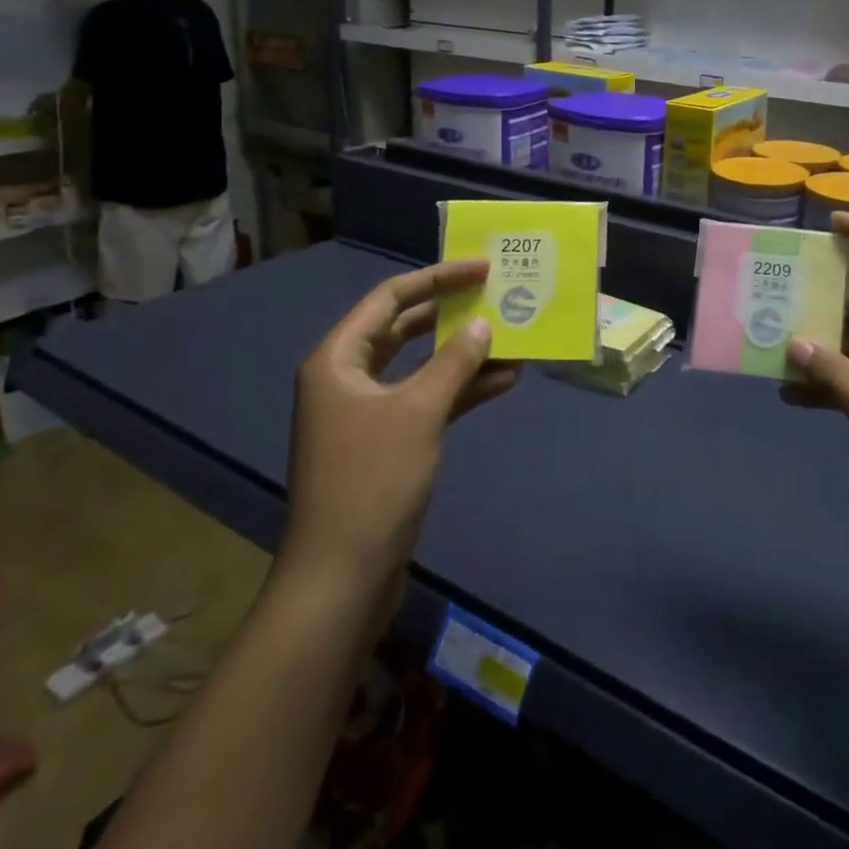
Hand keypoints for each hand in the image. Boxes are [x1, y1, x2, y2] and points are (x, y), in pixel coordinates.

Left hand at [277, 260, 518, 594]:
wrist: (341, 580)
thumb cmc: (372, 481)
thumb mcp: (419, 411)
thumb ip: (454, 362)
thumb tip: (482, 325)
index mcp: (338, 359)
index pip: (390, 299)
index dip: (437, 278)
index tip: (480, 268)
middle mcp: (347, 379)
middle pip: (403, 329)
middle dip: (450, 314)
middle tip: (495, 296)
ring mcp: (366, 414)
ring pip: (419, 367)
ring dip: (462, 355)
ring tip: (510, 338)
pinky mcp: (385, 444)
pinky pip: (426, 401)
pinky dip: (459, 391)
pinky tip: (502, 382)